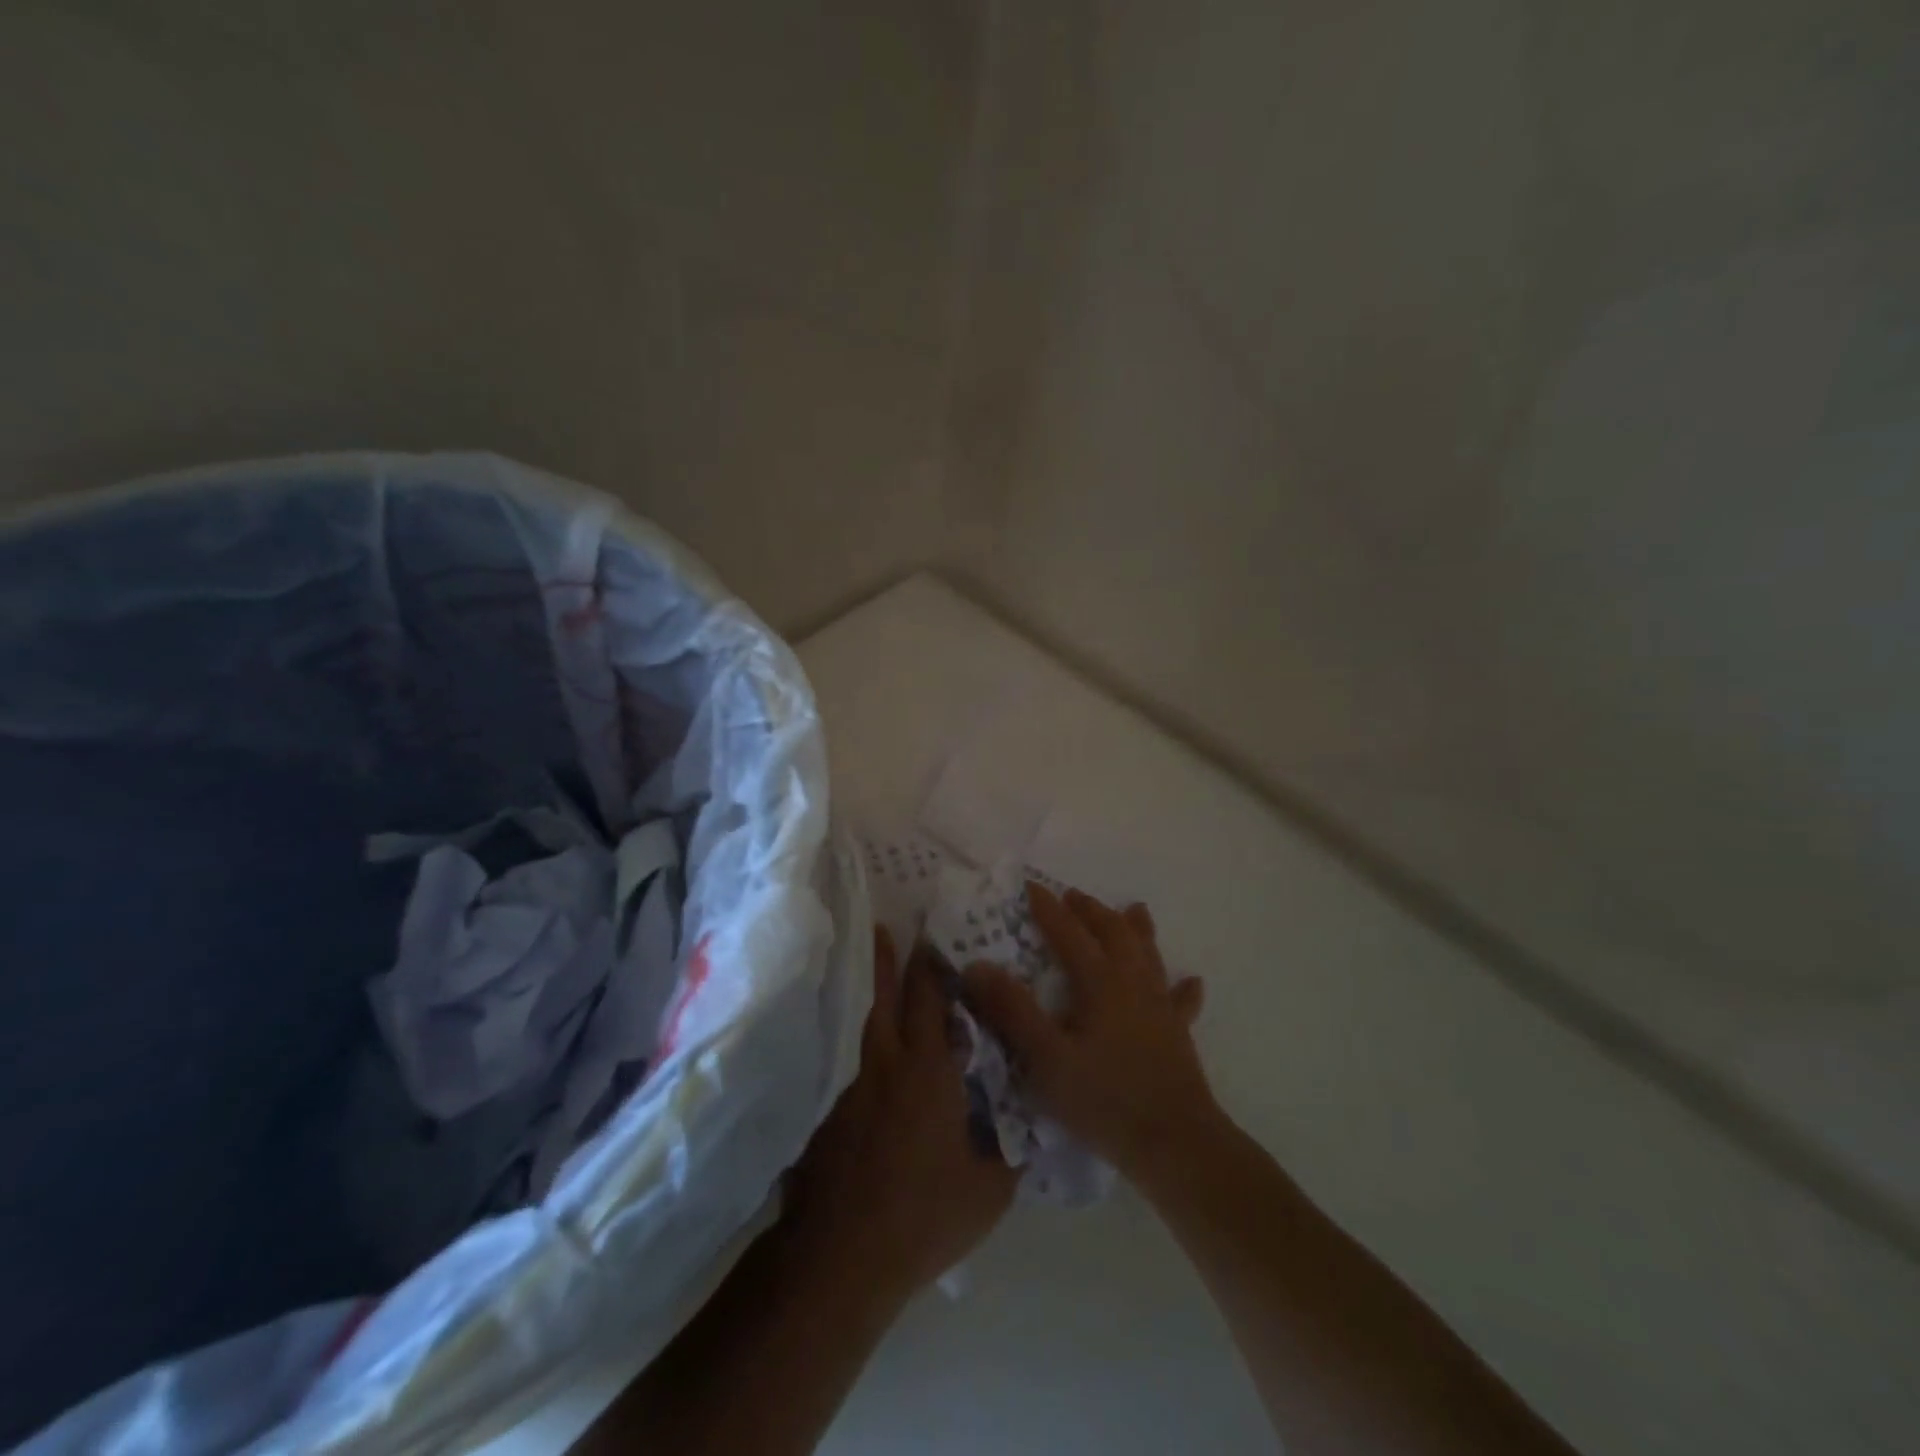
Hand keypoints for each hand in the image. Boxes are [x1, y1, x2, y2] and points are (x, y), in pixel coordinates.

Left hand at [784, 927, 1018, 1302]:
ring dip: (875, 994)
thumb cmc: (925, 1215)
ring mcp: (854, 1088)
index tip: (935, 934)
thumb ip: (1015, 1145)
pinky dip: (866, 1047)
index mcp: (929, 1070)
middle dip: (892, 960)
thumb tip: (1037, 1116)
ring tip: (881, 974)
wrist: (842, 1257)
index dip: (932, 965)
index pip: (930, 999)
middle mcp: (887, 1064)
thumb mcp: (991, 1188)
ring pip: (867, 1025)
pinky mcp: (833, 1114)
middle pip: (888, 997)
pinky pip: (855, 1064)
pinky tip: (871, 1059)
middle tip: (891, 927)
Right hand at [962, 884, 1214, 1180]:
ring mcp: (1160, 1007)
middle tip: (1073, 896)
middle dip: (1091, 911)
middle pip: (1113, 933)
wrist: (1175, 1144)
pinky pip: (1181, 1001)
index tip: (1030, 886)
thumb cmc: (1104, 1100)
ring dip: (1137, 929)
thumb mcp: (1046, 1058)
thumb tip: (977, 965)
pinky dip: (1183, 987)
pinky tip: (1192, 981)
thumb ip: (1013, 1010)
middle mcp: (1133, 984)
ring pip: (1149, 955)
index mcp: (1100, 982)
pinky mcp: (1178, 1034)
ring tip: (1134, 909)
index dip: (1048, 909)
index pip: (1069, 933)